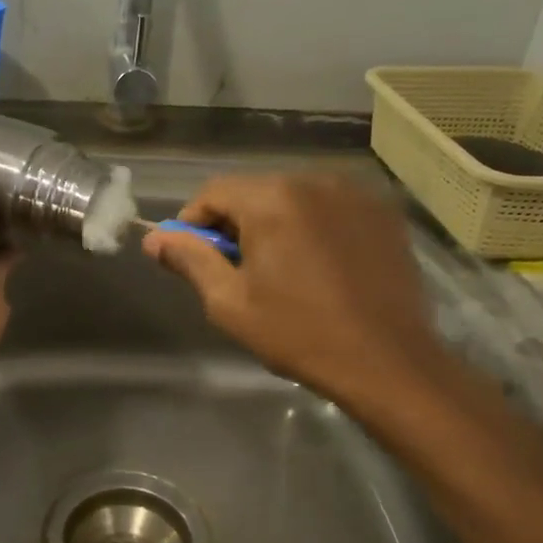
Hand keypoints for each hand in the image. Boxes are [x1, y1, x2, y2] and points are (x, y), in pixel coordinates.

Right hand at [141, 172, 448, 408]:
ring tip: (279, 270)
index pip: (214, 191)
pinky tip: (319, 266)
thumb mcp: (230, 302)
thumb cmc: (298, 334)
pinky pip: (331, 209)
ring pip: (294, 198)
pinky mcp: (384, 213)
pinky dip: (314, 227)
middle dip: (235, 224)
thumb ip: (190, 260)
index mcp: (272, 199)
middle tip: (233, 269)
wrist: (387, 362)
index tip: (190, 256)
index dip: (192, 222)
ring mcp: (356, 194)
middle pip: (255, 191)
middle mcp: (315, 180)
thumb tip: (154, 240)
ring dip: (275, 224)